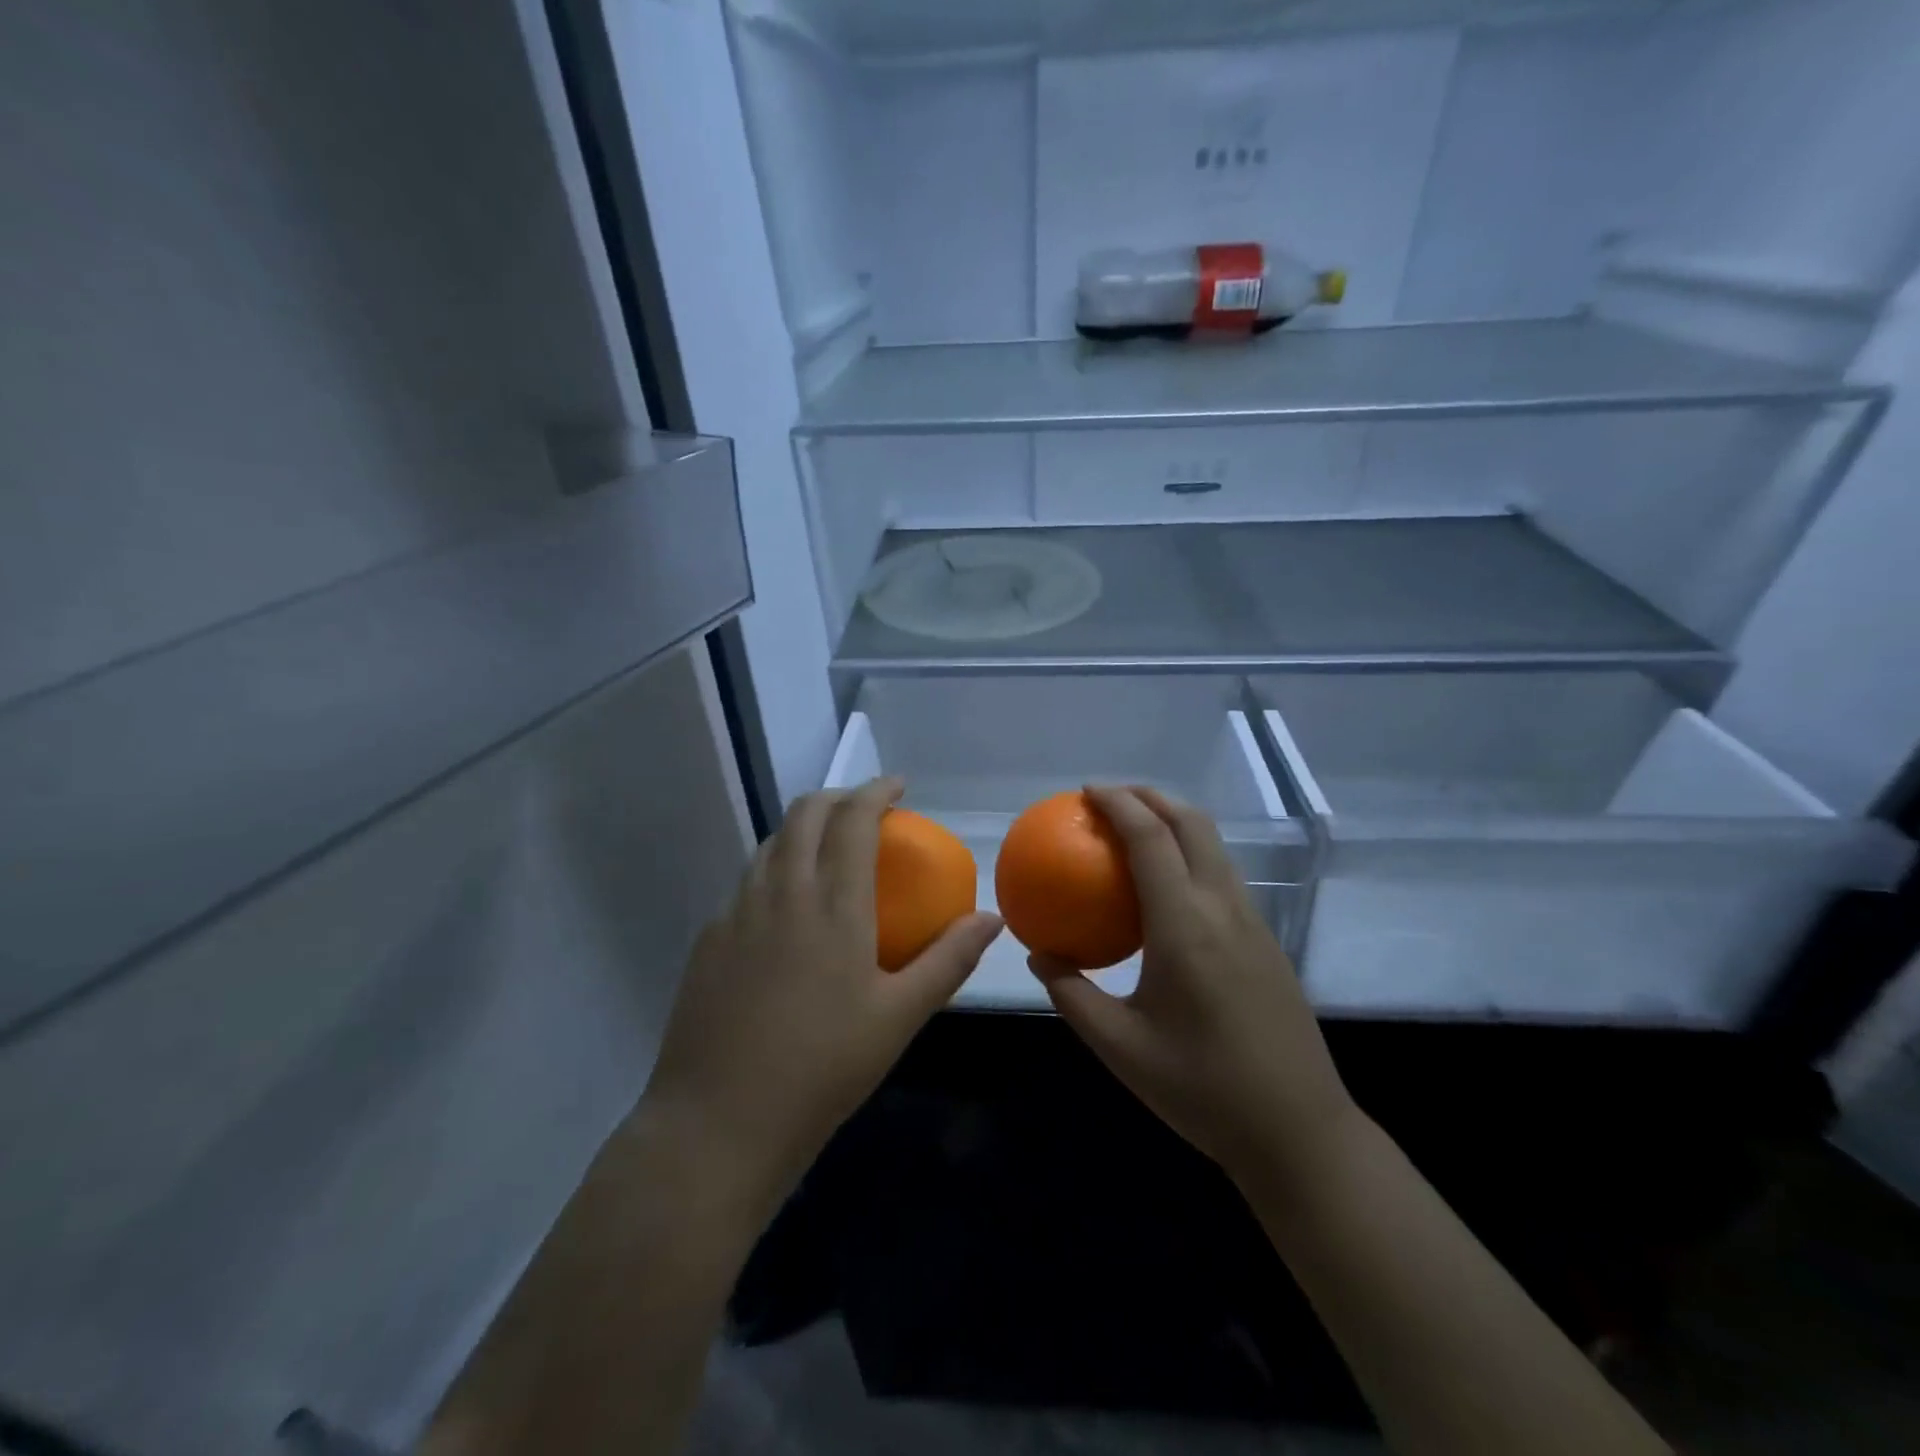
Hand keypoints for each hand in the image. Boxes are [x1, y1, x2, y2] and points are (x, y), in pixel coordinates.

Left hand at [640, 777, 1001, 1223]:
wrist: (718, 1123)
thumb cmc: (823, 1068)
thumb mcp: (899, 1017)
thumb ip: (948, 960)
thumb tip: (990, 919)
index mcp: (832, 903)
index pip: (853, 819)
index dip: (876, 791)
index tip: (898, 786)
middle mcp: (781, 891)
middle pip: (805, 813)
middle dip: (837, 797)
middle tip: (865, 810)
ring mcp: (736, 911)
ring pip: (771, 843)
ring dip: (803, 829)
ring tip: (827, 850)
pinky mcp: (709, 938)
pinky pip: (747, 882)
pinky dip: (775, 869)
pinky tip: (786, 909)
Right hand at [1030, 786, 1355, 1186]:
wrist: (1299, 1131)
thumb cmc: (1202, 1089)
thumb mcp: (1120, 1047)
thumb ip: (1072, 993)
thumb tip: (1038, 954)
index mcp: (1185, 927)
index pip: (1151, 839)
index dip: (1118, 804)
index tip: (1086, 791)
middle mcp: (1224, 909)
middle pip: (1192, 823)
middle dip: (1150, 796)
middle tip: (1108, 798)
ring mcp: (1253, 922)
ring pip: (1214, 845)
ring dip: (1174, 820)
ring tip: (1135, 830)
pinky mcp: (1266, 940)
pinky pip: (1223, 874)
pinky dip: (1191, 853)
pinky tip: (1167, 887)